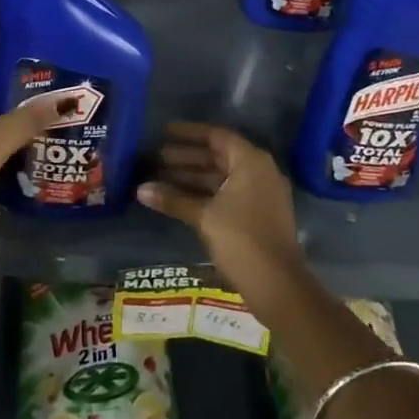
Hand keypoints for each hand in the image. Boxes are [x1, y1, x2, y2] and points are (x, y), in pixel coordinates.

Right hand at [139, 123, 304, 290]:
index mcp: (251, 161)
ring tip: (159, 178)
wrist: (278, 285)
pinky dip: (204, 193)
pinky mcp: (258, 214)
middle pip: (218, 156)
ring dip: (192, 177)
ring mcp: (261, 194)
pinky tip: (179, 200)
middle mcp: (259, 171)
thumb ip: (173, 199)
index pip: (216, 136)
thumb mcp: (204, 216)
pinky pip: (227, 193)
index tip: (163, 132)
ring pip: (221, 177)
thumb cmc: (241, 239)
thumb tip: (140, 189)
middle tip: (155, 158)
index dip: (188, 134)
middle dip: (185, 157)